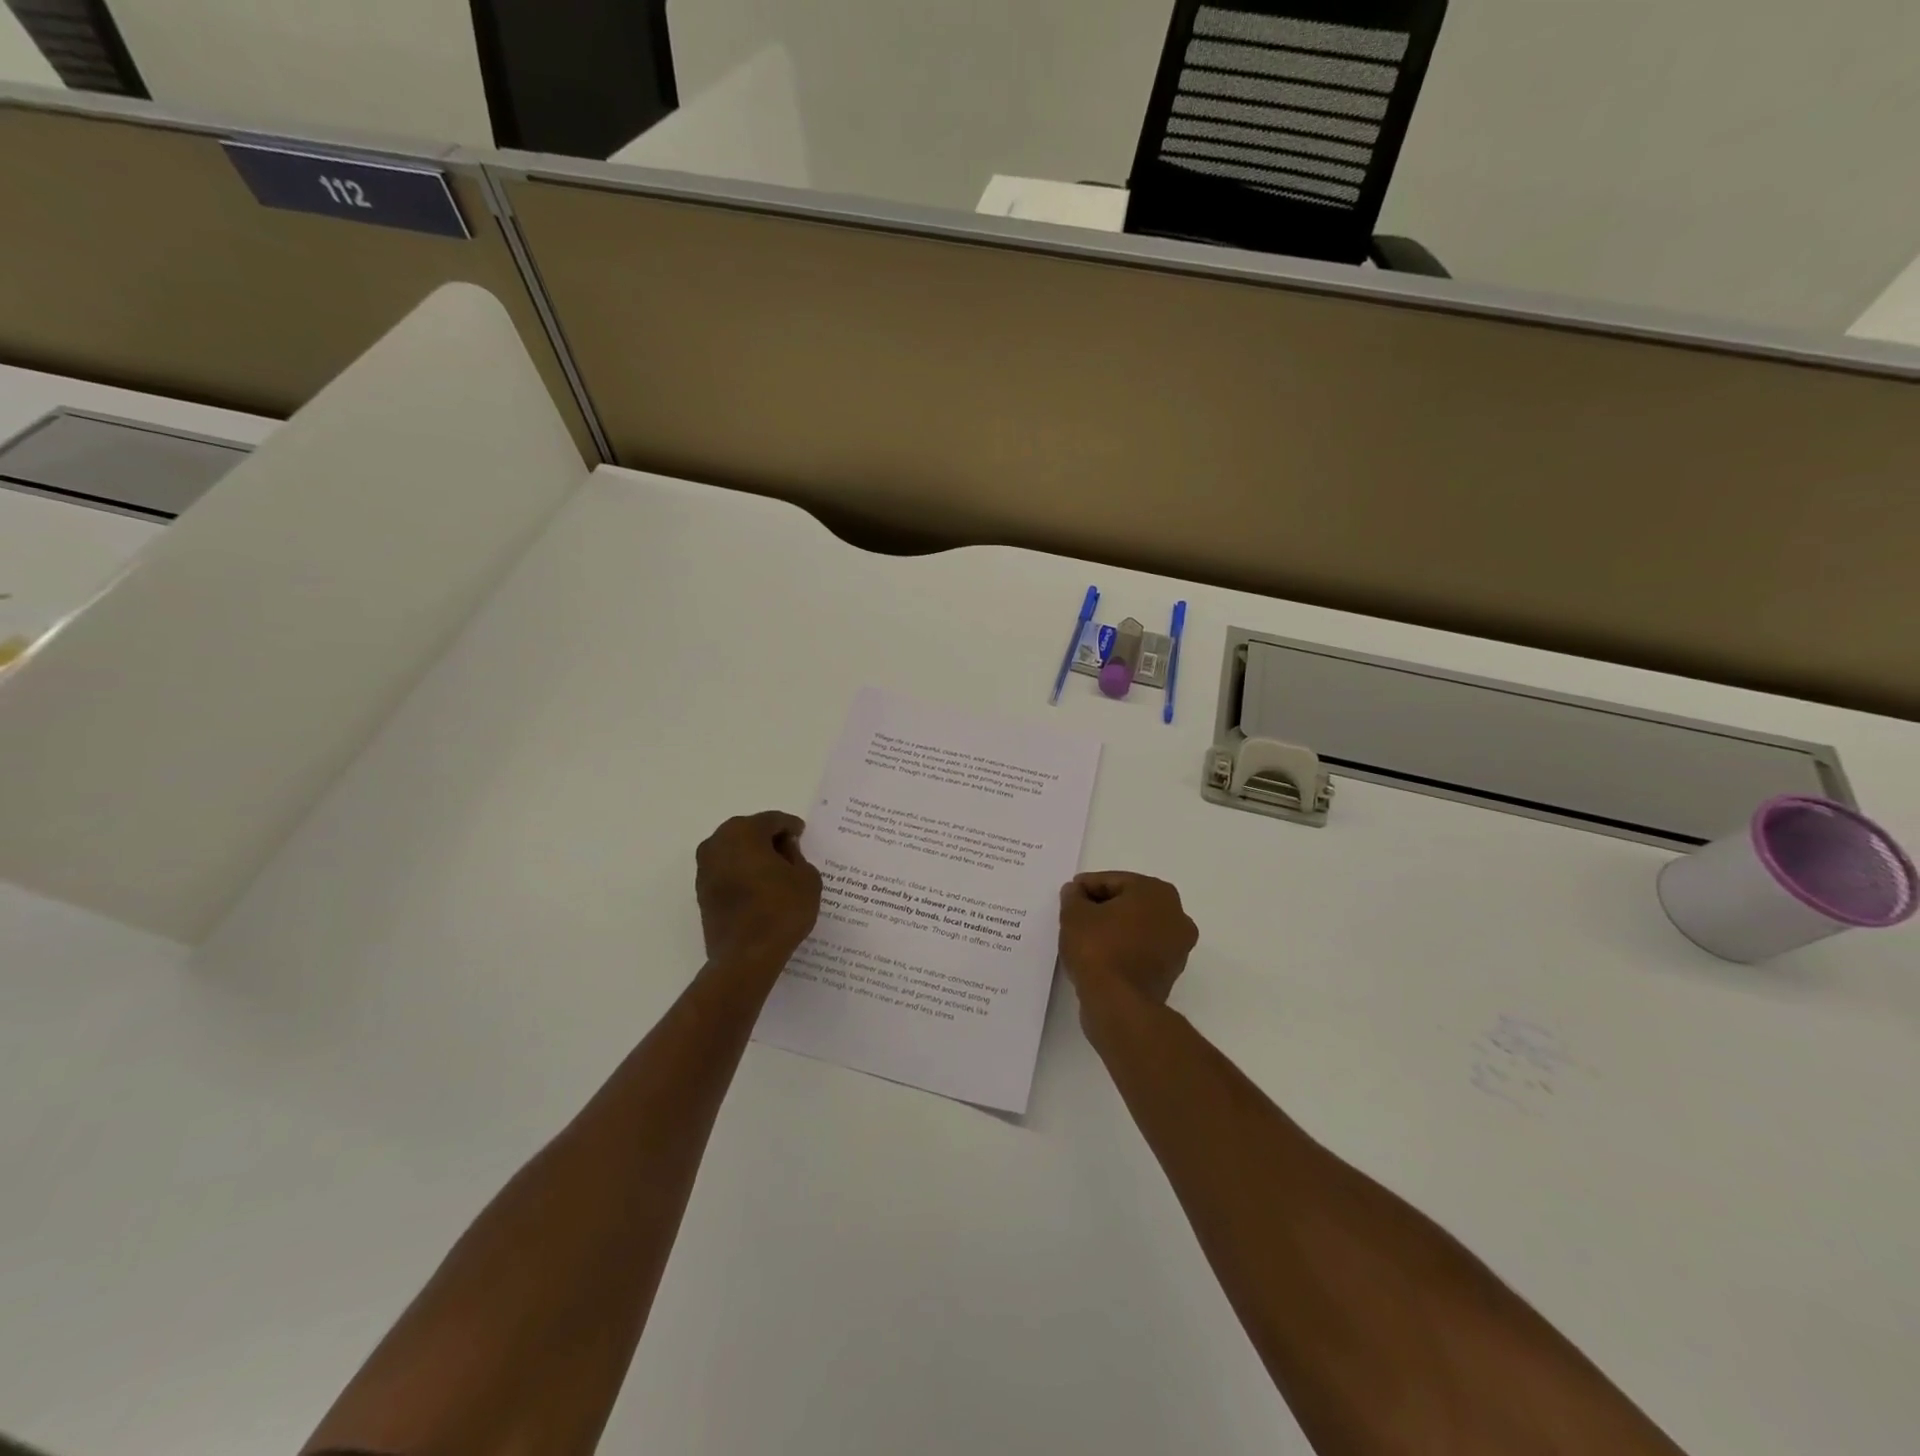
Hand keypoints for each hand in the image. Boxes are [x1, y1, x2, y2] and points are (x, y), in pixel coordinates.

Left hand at [695, 811, 822, 967]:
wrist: (746, 956)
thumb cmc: (781, 910)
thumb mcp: (806, 877)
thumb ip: (797, 856)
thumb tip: (785, 850)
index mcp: (744, 832)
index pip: (772, 820)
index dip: (791, 826)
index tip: (802, 835)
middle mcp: (718, 843)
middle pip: (749, 832)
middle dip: (769, 839)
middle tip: (791, 852)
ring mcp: (705, 868)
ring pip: (735, 851)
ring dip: (754, 857)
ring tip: (777, 872)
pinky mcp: (702, 892)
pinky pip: (728, 871)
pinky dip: (743, 873)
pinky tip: (761, 888)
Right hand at [1058, 872, 1197, 1013]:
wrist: (1119, 1004)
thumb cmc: (1098, 948)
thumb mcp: (1074, 914)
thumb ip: (1073, 896)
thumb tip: (1075, 892)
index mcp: (1157, 892)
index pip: (1113, 881)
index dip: (1087, 887)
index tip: (1069, 896)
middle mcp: (1176, 915)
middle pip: (1130, 902)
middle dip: (1103, 906)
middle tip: (1075, 915)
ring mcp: (1177, 946)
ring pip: (1137, 927)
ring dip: (1114, 929)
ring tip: (1085, 937)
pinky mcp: (1170, 973)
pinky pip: (1141, 950)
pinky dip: (1123, 949)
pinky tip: (1100, 956)